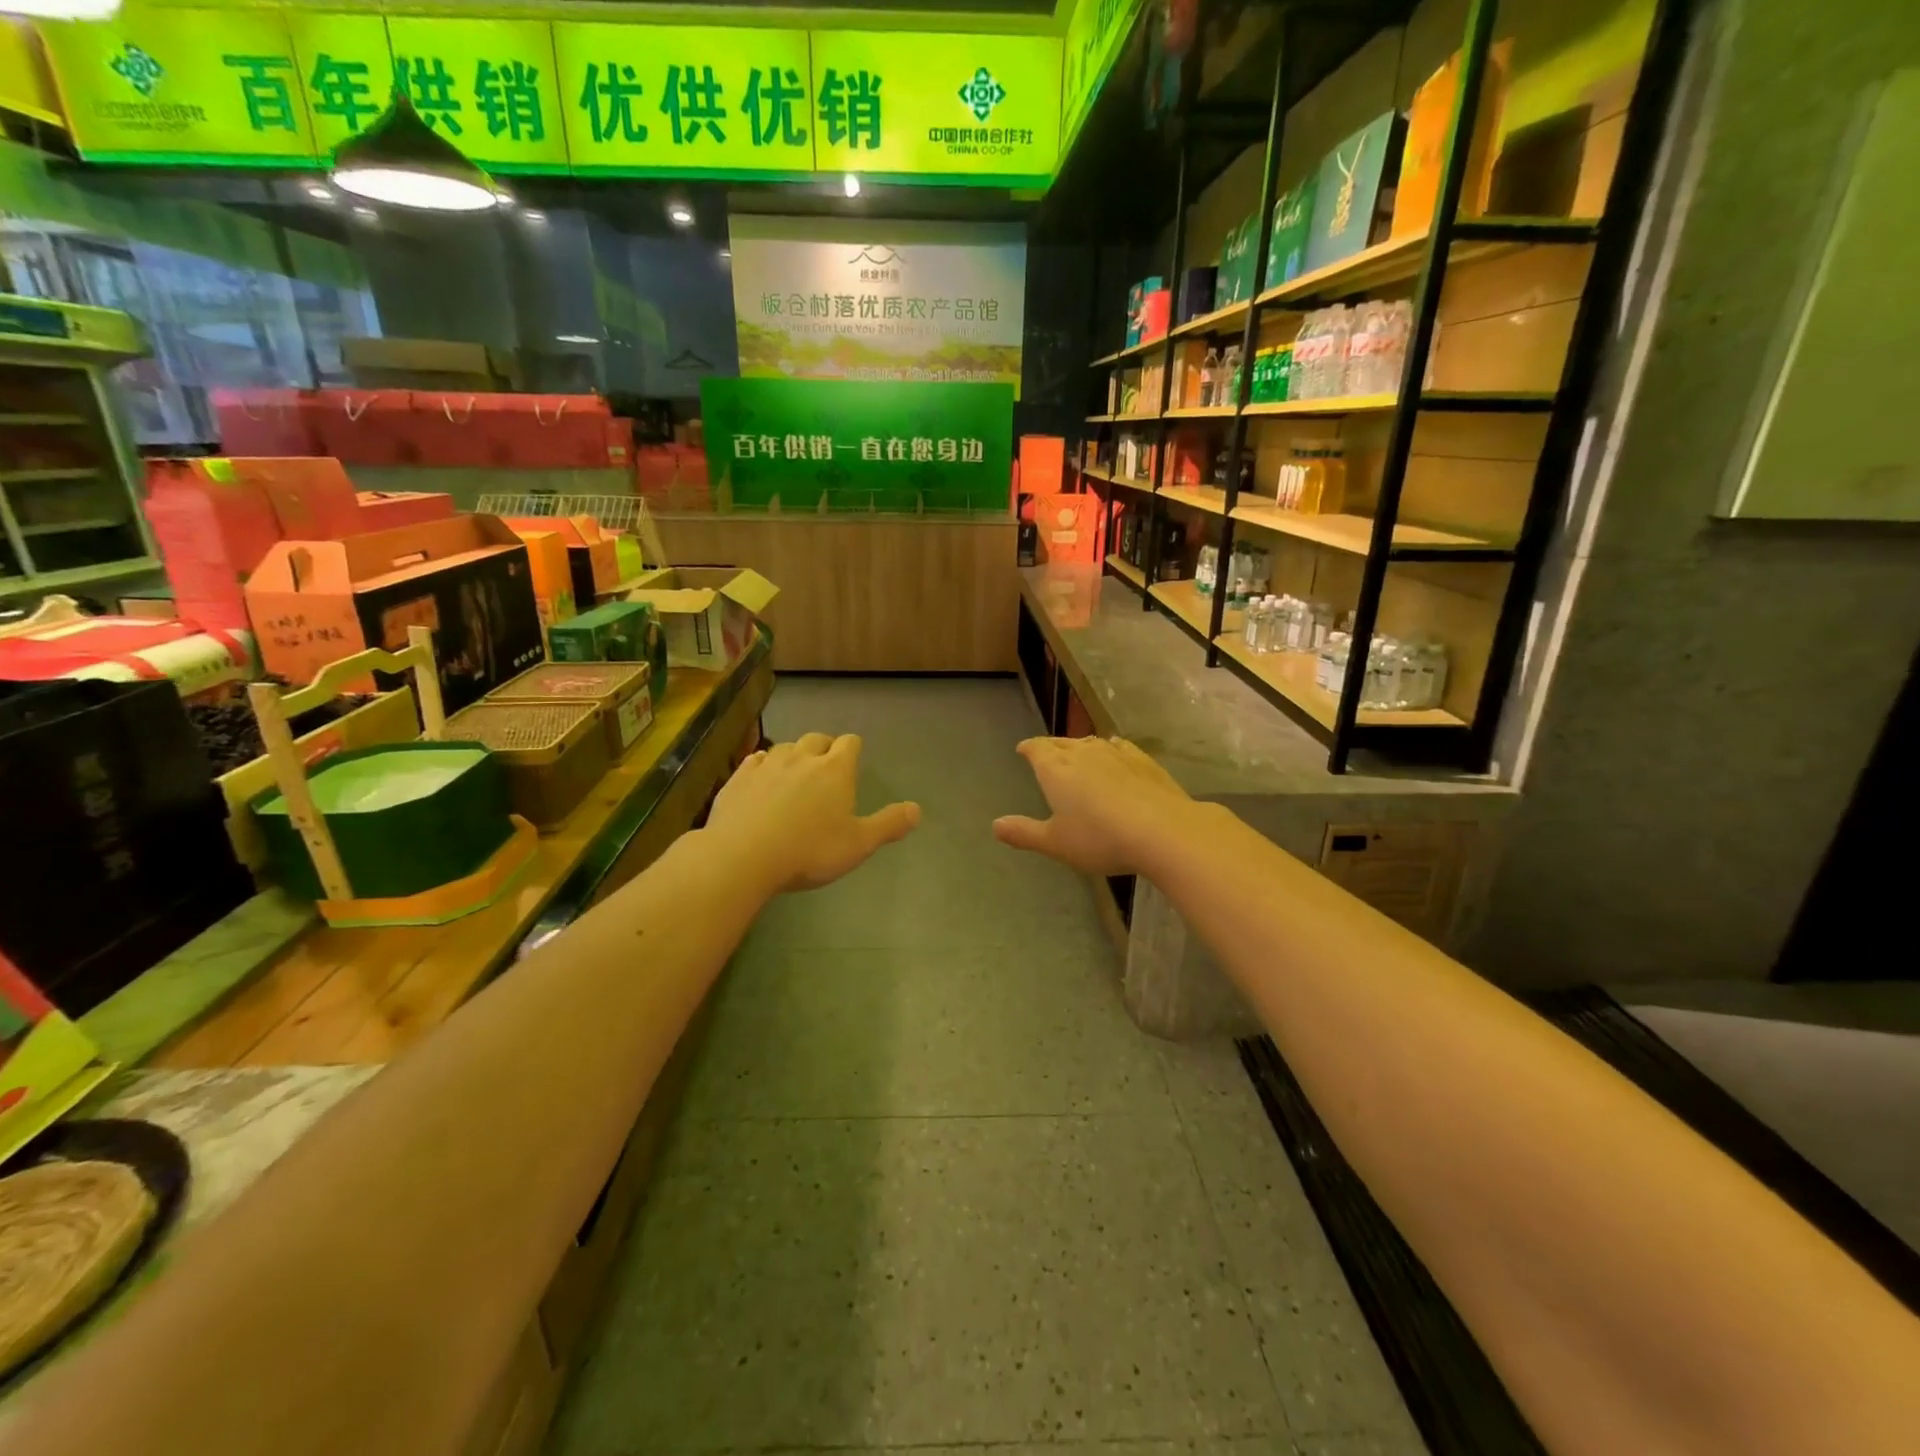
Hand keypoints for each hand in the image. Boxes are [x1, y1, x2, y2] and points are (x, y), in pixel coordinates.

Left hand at [707, 733, 919, 893]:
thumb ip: (888, 825)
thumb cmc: (809, 851)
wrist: (743, 856)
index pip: (850, 743)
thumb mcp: (858, 844)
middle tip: (825, 766)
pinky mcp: (739, 777)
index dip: (853, 749)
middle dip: (824, 747)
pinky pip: (755, 760)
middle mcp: (802, 758)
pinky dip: (762, 765)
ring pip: (785, 747)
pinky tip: (761, 777)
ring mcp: (767, 765)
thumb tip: (917, 809)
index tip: (853, 760)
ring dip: (793, 755)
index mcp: (835, 770)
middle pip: (817, 739)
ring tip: (795, 772)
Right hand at [993, 735, 1202, 876]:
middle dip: (1051, 747)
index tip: (1023, 749)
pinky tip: (1115, 754)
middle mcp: (1083, 753)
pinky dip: (1110, 750)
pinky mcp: (1143, 760)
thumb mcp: (1055, 843)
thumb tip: (995, 826)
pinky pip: (1120, 747)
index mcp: (1056, 769)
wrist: (1162, 830)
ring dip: (1080, 747)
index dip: (1028, 748)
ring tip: (1077, 754)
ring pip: (1091, 742)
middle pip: (1062, 743)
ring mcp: (1116, 753)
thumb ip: (1024, 833)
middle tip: (1046, 753)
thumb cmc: (1100, 838)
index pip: (1037, 749)